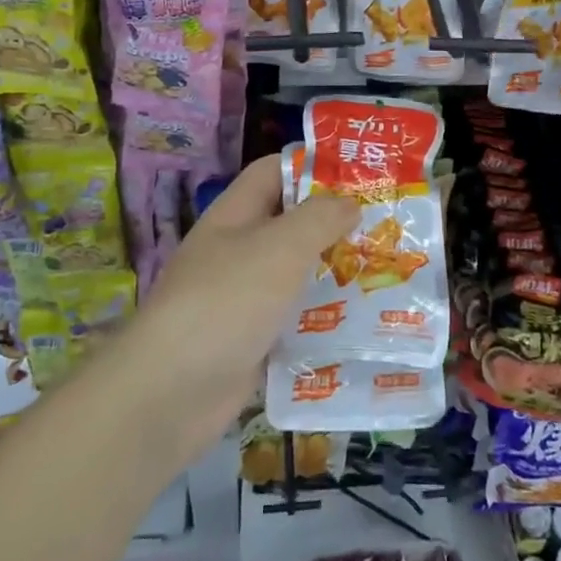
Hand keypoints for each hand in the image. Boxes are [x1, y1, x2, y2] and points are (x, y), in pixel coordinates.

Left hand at [129, 157, 357, 457]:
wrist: (173, 393)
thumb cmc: (228, 300)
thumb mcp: (280, 246)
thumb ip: (319, 218)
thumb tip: (348, 203)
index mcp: (235, 216)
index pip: (273, 172)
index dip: (312, 166)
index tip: (360, 175)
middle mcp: (237, 252)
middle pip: (290, 225)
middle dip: (335, 225)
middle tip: (387, 228)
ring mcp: (242, 300)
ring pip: (296, 276)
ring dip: (334, 276)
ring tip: (387, 274)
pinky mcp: (251, 343)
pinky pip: (294, 322)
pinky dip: (323, 322)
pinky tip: (363, 325)